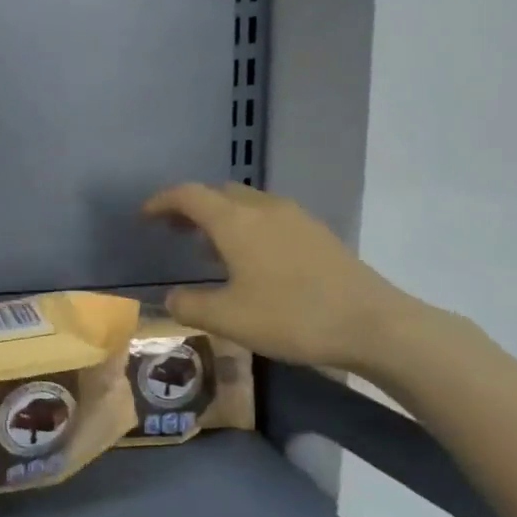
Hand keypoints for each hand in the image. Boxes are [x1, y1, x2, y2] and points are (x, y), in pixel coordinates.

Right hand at [142, 182, 409, 372]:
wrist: (372, 323)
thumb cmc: (291, 317)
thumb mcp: (227, 319)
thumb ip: (189, 305)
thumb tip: (172, 298)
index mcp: (236, 222)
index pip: (189, 195)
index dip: (162, 201)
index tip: (144, 216)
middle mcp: (264, 209)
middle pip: (219, 192)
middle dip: (191, 206)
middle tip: (172, 230)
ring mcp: (295, 218)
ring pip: (246, 204)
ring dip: (221, 217)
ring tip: (206, 247)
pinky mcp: (316, 234)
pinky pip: (269, 217)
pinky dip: (246, 227)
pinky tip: (249, 260)